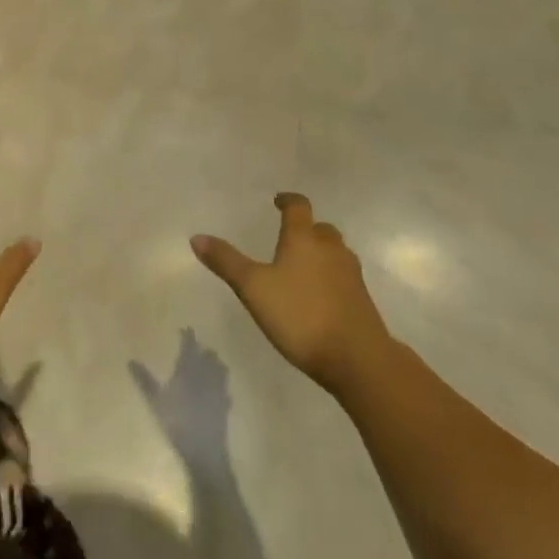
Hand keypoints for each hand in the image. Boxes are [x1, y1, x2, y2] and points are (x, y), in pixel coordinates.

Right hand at [193, 193, 392, 396]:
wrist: (357, 357)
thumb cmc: (300, 315)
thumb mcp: (253, 288)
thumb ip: (226, 262)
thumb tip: (196, 237)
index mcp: (303, 238)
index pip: (298, 206)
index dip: (288, 201)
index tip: (278, 202)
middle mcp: (330, 248)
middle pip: (320, 228)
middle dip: (306, 229)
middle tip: (290, 238)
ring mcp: (350, 273)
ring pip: (335, 252)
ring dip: (321, 253)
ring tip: (304, 267)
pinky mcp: (362, 299)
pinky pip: (344, 277)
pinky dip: (332, 278)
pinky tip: (321, 297)